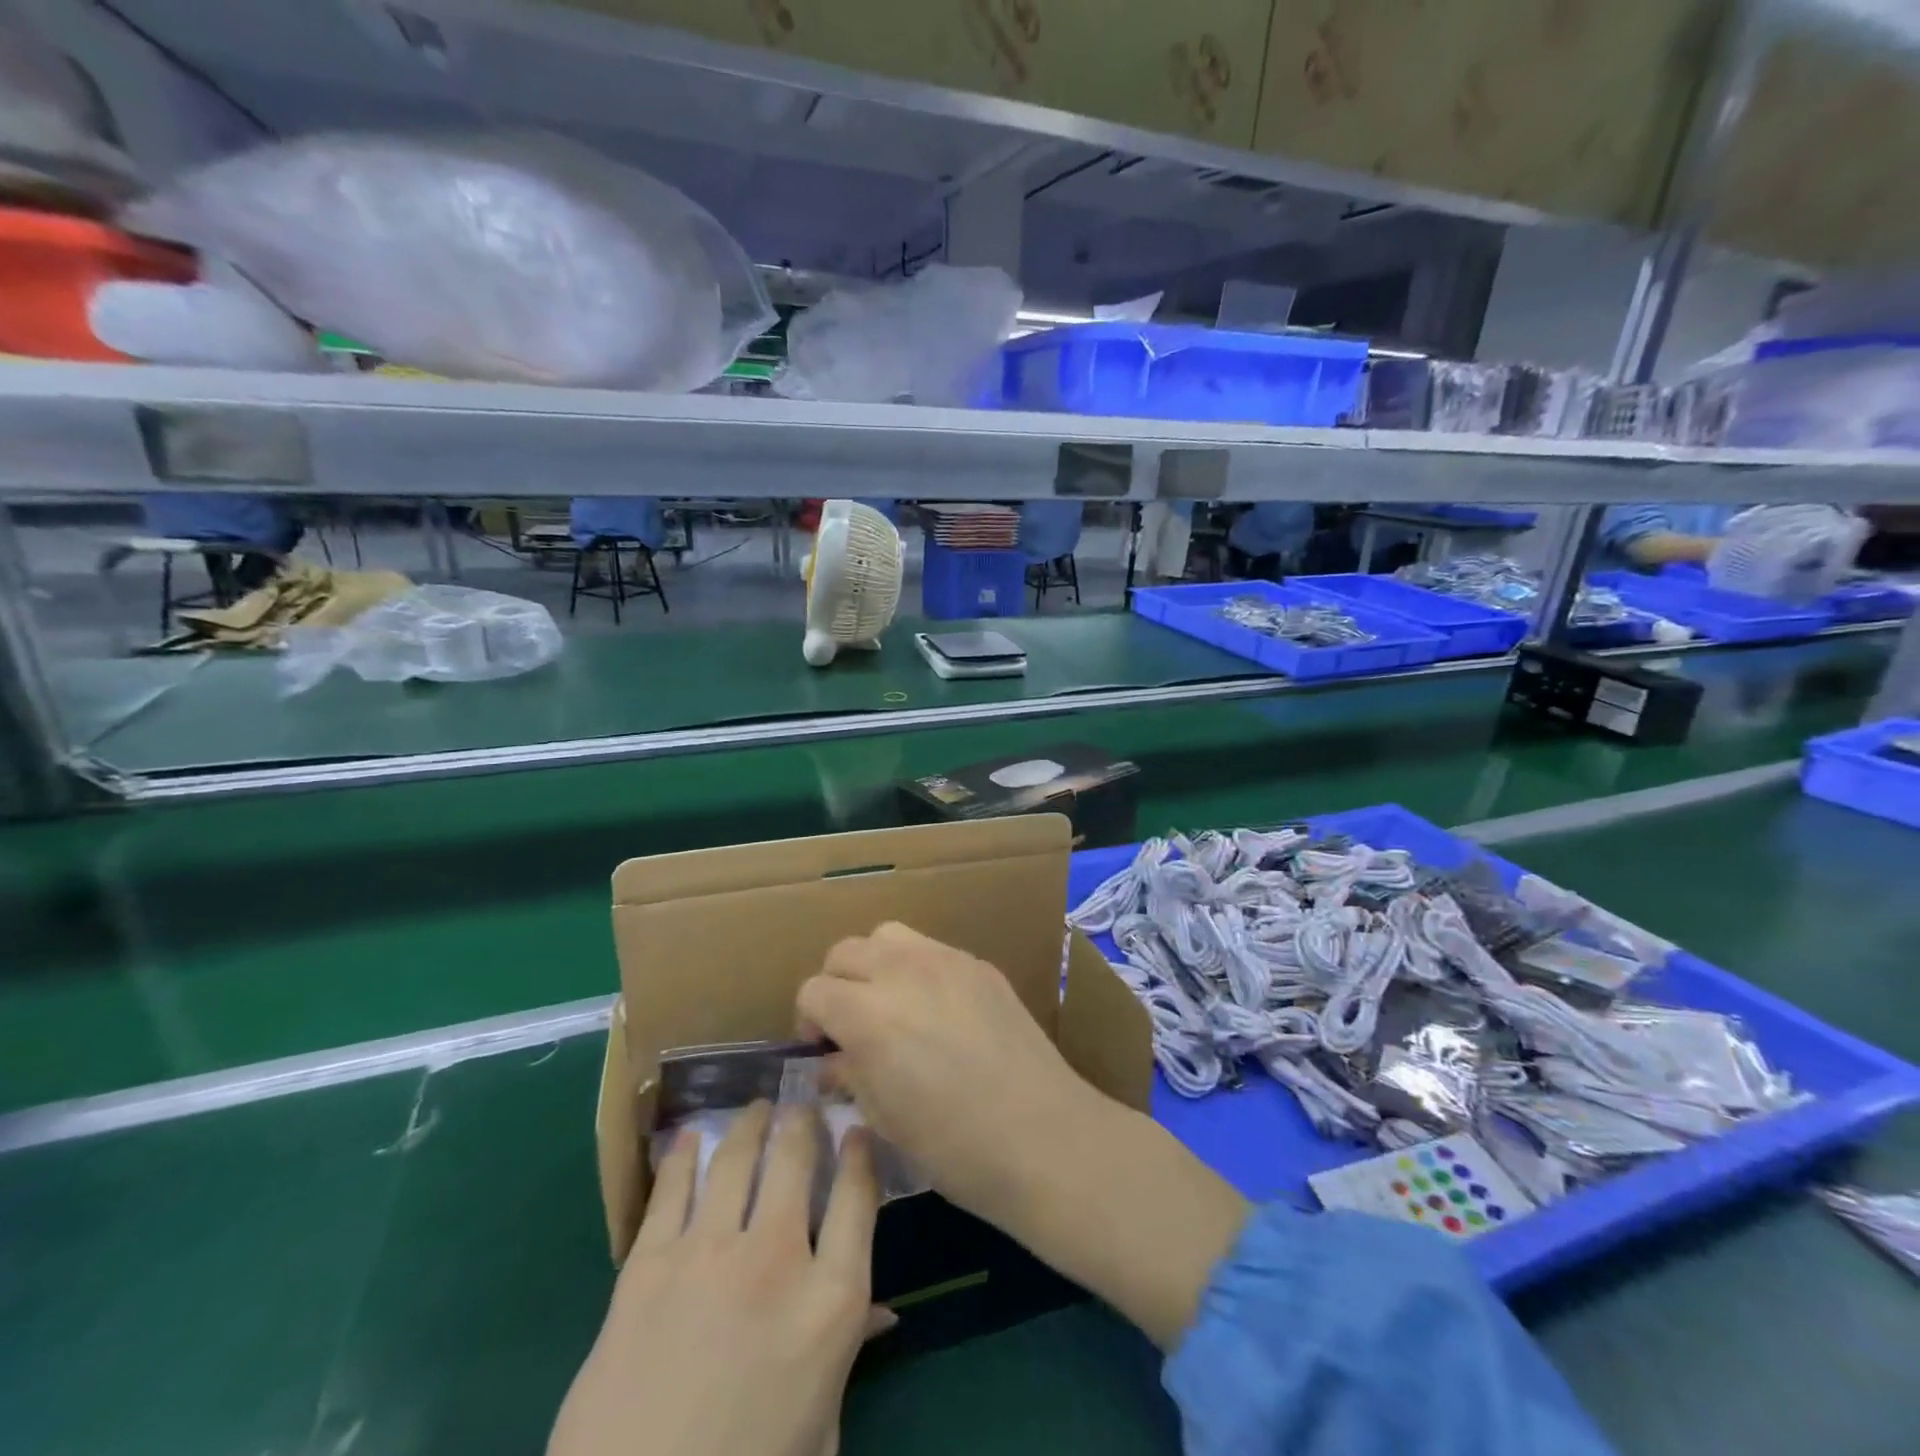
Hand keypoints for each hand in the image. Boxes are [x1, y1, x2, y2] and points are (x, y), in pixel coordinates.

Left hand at [549, 1102, 886, 1455]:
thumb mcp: (821, 1429)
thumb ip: (849, 1354)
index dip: (860, 1153)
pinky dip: (684, 1156)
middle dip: (802, 1122)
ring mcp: (708, 1254)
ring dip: (750, 1125)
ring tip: (756, 1108)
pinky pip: (673, 1190)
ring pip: (737, 1159)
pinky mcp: (649, 1265)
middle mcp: (776, 1257)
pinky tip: (690, 1137)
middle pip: (796, 1160)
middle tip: (800, 1106)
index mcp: (830, 1301)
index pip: (859, 1197)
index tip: (856, 1129)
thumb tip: (881, 1312)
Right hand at [797, 921, 1099, 1223]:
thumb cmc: (954, 1146)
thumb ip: (850, 1075)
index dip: (809, 1020)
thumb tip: (832, 1061)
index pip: (814, 989)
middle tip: (850, 1024)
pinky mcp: (980, 964)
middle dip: (836, 984)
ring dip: (875, 963)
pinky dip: (917, 968)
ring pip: (888, 935)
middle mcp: (902, 971)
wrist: (1042, 1136)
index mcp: (868, 1014)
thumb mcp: (884, 1119)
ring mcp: (946, 960)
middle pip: (845, 951)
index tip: (822, 1049)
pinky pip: (932, 949)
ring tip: (889, 1002)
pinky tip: (936, 1008)